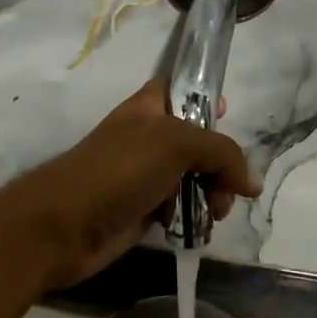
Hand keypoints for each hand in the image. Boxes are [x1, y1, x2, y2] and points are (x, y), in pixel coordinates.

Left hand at [1, 80, 259, 287]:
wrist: (65, 225)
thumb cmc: (117, 171)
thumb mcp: (174, 144)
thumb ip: (220, 153)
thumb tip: (251, 183)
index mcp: (148, 109)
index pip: (179, 89)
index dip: (204, 97)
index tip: (229, 114)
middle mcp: (147, 139)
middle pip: (197, 141)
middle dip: (220, 163)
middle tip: (227, 187)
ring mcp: (143, 177)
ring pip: (192, 178)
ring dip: (211, 195)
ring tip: (215, 213)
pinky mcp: (142, 211)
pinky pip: (180, 209)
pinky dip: (194, 217)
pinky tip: (199, 228)